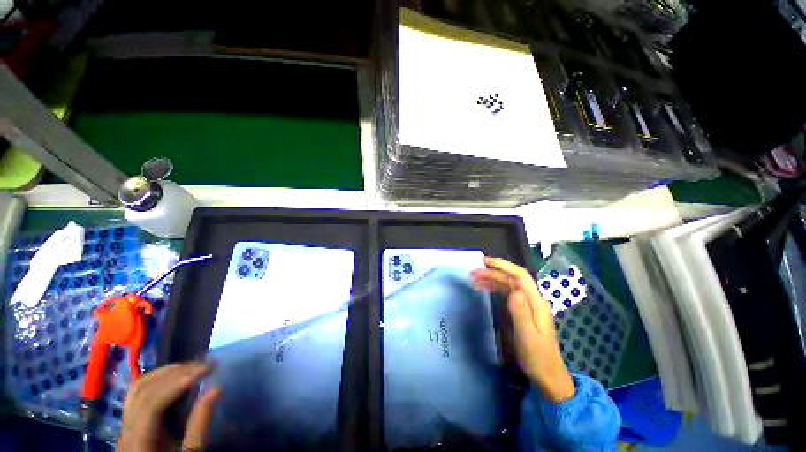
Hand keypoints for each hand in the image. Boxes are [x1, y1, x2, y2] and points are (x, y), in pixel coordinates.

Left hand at [118, 362, 221, 451]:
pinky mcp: (131, 419)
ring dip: (167, 373)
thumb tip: (216, 389)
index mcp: (137, 441)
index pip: (152, 403)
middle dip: (175, 373)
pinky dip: (160, 379)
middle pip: (143, 390)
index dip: (179, 382)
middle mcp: (125, 428)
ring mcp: (125, 422)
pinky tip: (177, 377)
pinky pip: (139, 392)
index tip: (208, 369)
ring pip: (139, 387)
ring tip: (192, 367)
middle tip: (205, 365)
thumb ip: (199, 425)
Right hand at [471, 257, 574, 402]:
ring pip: (508, 284)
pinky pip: (507, 293)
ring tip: (474, 280)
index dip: (503, 265)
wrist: (548, 376)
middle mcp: (533, 300)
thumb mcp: (527, 336)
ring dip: (492, 279)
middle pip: (512, 279)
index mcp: (536, 303)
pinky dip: (495, 288)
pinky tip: (485, 289)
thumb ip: (521, 312)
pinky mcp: (523, 310)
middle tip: (473, 273)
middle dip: (492, 273)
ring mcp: (528, 304)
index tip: (485, 261)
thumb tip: (513, 290)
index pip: (520, 276)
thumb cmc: (537, 357)